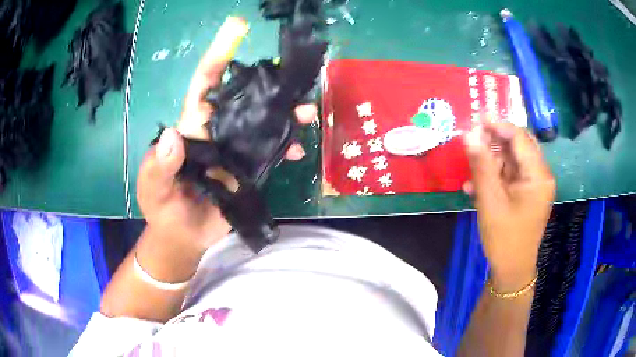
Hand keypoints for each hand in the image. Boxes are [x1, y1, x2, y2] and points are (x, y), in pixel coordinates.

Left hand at [135, 17, 316, 280]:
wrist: (184, 236)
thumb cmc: (163, 209)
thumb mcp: (152, 189)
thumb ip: (158, 166)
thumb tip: (172, 136)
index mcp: (190, 129)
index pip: (203, 87)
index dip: (217, 59)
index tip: (235, 32)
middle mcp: (215, 132)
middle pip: (242, 100)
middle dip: (267, 87)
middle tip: (294, 84)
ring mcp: (234, 150)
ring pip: (262, 123)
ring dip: (284, 116)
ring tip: (307, 114)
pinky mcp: (248, 169)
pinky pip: (269, 151)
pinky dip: (285, 147)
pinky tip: (297, 151)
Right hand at [463, 122, 554, 290]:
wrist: (512, 269)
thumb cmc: (504, 237)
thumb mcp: (490, 200)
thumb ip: (481, 165)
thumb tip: (468, 134)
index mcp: (538, 175)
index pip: (520, 138)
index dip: (498, 125)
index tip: (476, 118)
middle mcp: (540, 175)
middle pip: (517, 146)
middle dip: (494, 141)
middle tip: (471, 139)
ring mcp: (534, 185)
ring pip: (512, 161)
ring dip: (490, 162)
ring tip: (470, 172)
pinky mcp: (527, 193)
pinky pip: (510, 176)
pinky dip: (494, 177)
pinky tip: (475, 187)